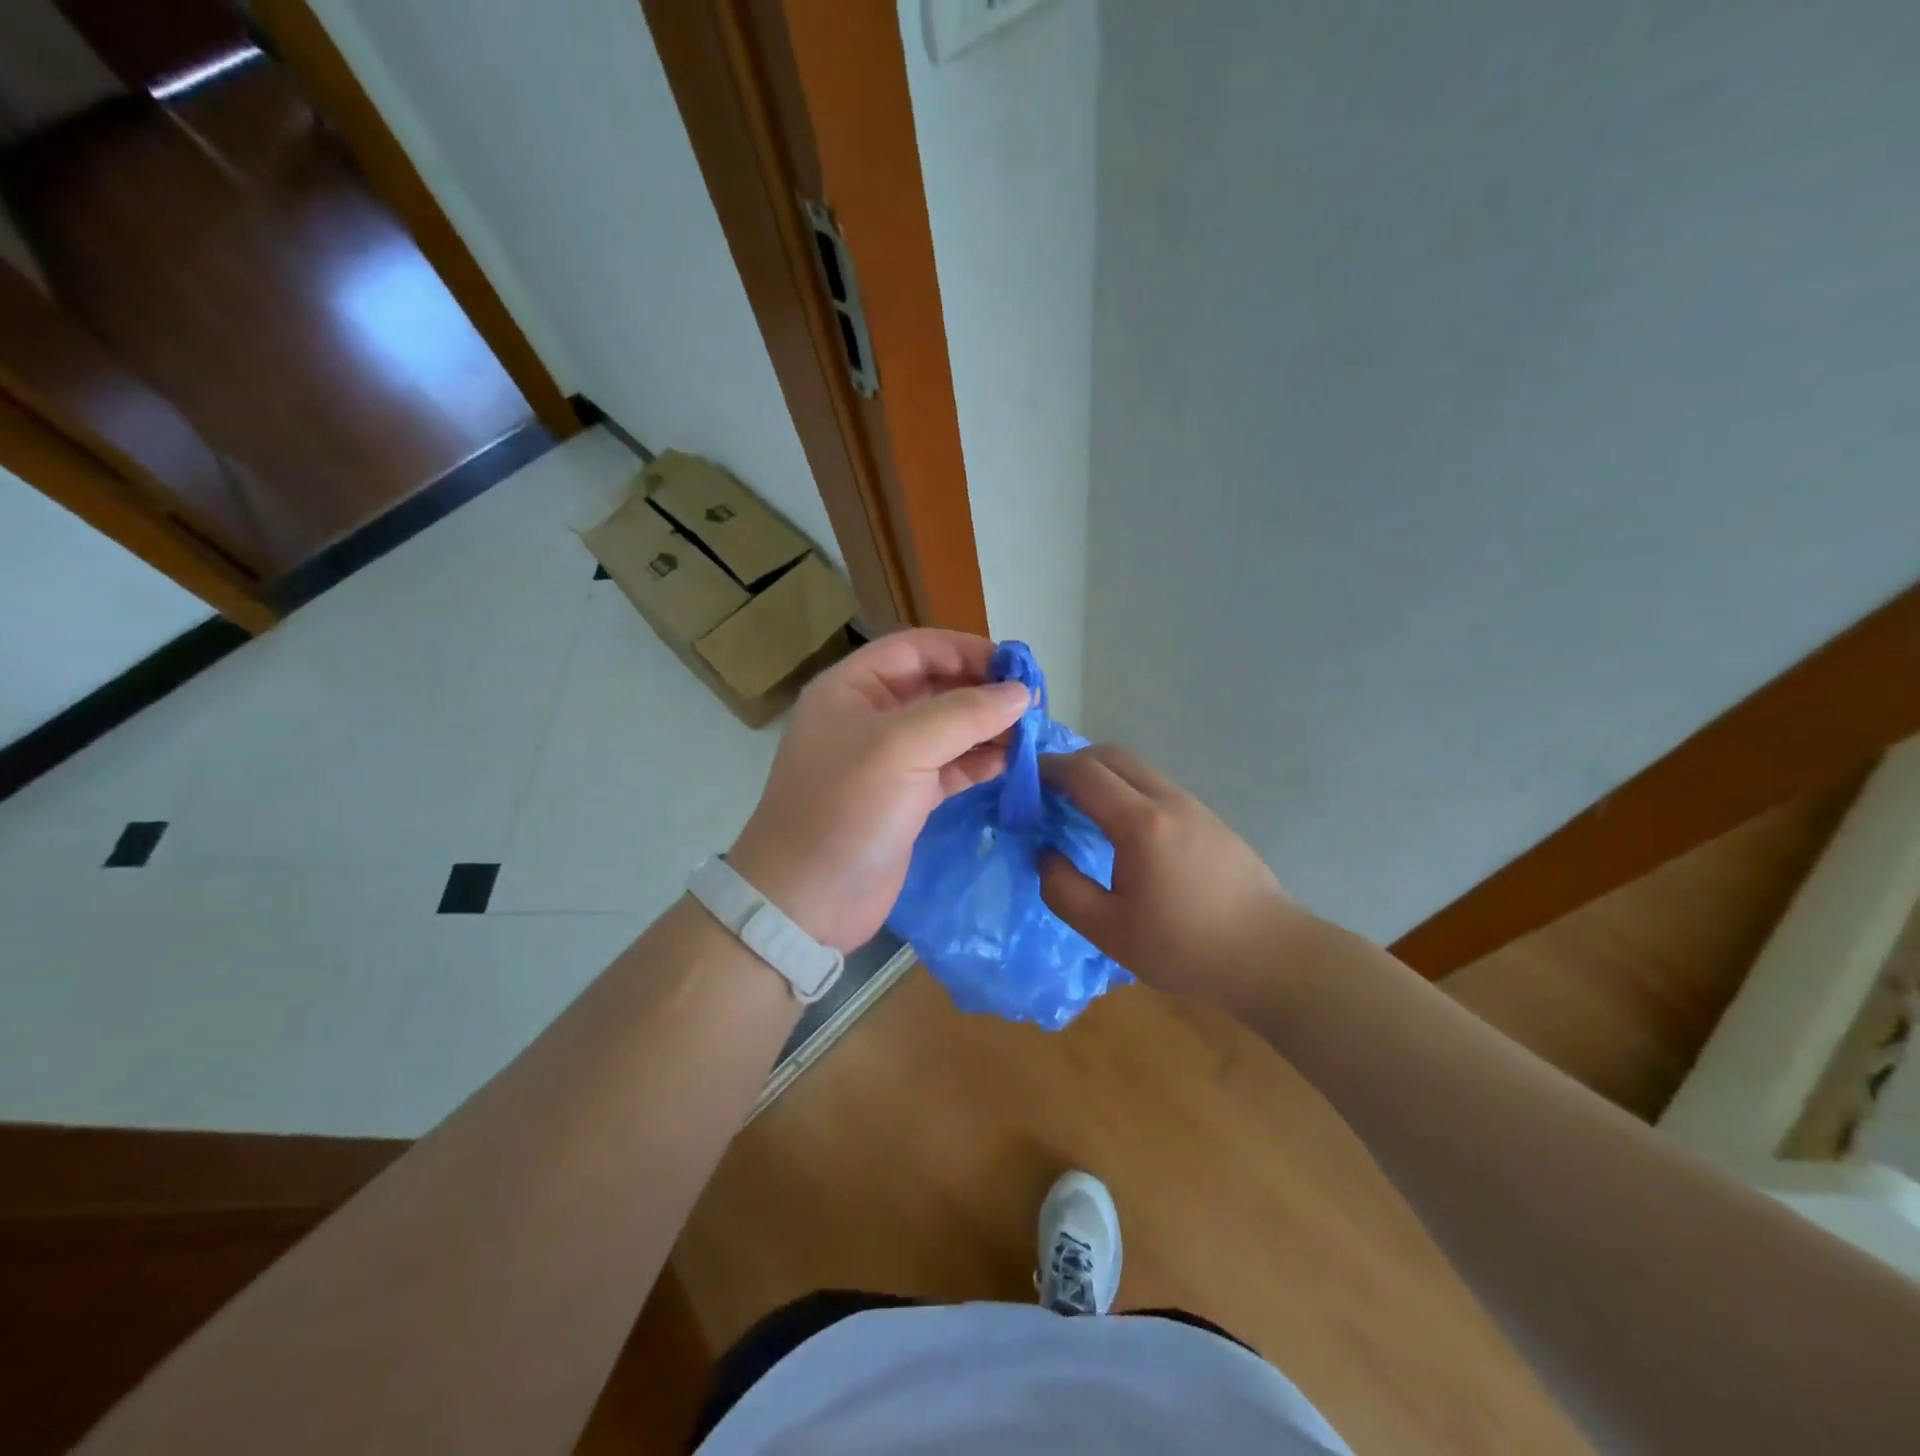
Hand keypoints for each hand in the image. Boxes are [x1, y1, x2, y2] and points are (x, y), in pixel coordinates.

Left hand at [728, 630, 1030, 951]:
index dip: (967, 650)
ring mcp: (888, 761)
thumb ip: (964, 714)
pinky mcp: (905, 799)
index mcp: (852, 688)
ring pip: (947, 729)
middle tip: (1034, 703)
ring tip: (1032, 733)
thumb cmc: (845, 810)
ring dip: (987, 728)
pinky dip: (979, 762)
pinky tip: (1011, 762)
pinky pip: (949, 767)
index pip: (917, 649)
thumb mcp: (901, 749)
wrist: (806, 902)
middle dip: (983, 691)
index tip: (1017, 666)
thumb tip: (1020, 693)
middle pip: (936, 687)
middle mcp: (870, 717)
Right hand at [1039, 745, 1308, 1008]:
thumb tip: (1045, 854)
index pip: (1083, 773)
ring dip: (1101, 775)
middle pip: (1111, 755)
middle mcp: (1167, 800)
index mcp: (1140, 824)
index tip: (1022, 783)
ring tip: (1078, 809)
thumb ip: (1063, 889)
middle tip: (1046, 792)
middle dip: (1072, 763)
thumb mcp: (1108, 932)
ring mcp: (1193, 805)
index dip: (1047, 770)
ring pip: (1136, 768)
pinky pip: (1155, 786)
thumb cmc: (1185, 948)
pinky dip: (1125, 789)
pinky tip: (1119, 828)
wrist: (1270, 956)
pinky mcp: (1208, 818)